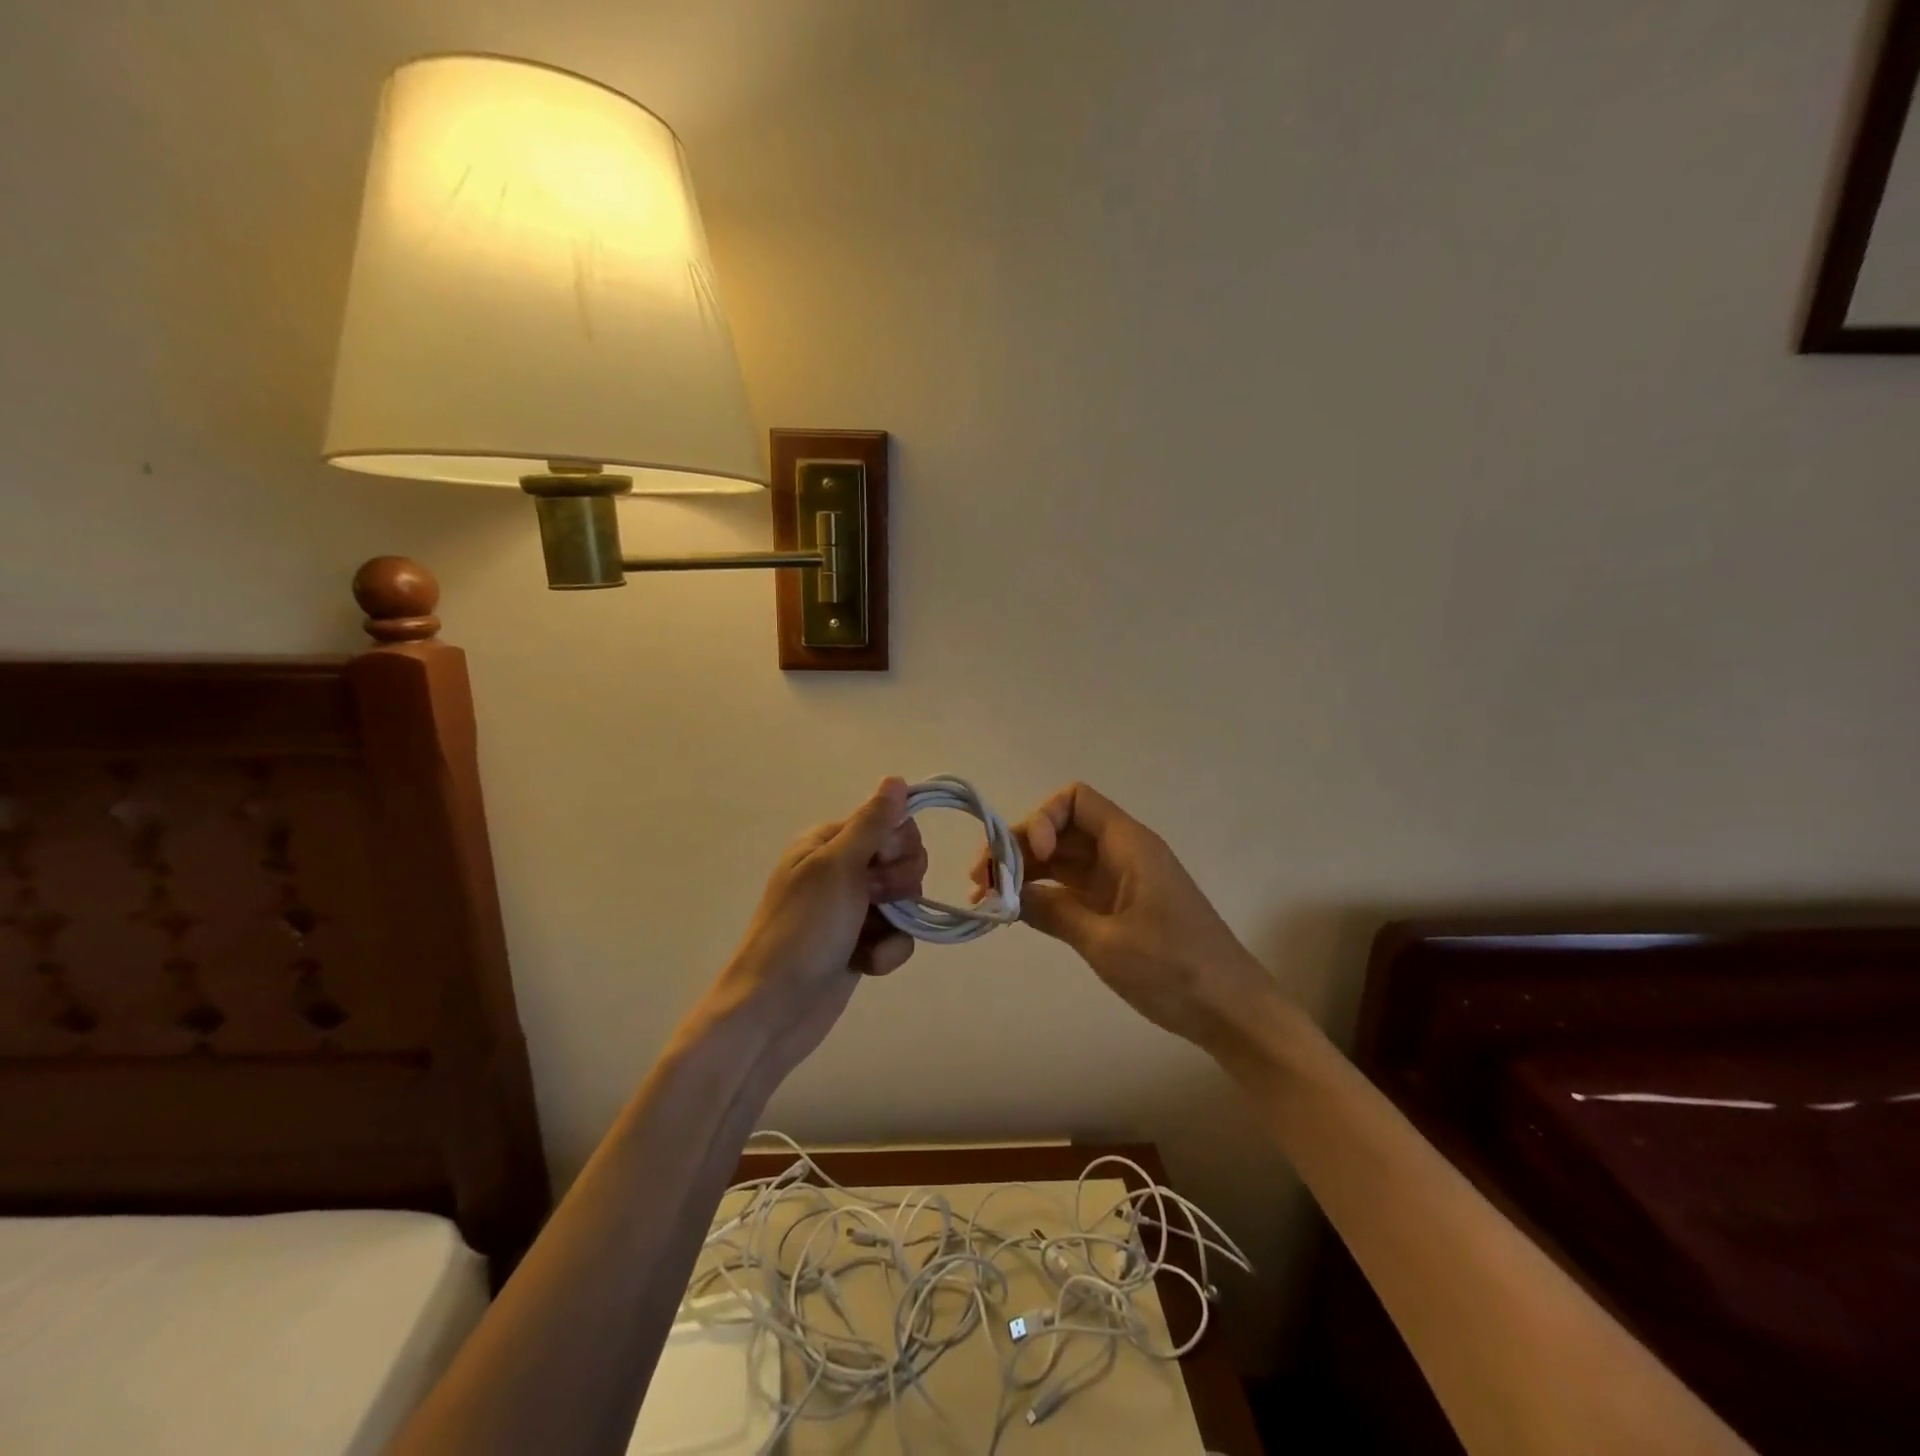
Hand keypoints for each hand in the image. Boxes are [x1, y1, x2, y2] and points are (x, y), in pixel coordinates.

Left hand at [703, 778, 926, 1078]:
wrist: (774, 1012)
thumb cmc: (802, 931)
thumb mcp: (837, 869)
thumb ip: (872, 824)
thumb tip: (897, 778)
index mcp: (829, 842)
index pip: (891, 822)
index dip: (898, 845)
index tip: (880, 866)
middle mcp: (842, 869)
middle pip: (904, 859)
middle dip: (900, 883)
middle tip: (873, 900)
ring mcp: (852, 909)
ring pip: (905, 900)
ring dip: (895, 924)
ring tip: (867, 940)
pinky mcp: (860, 944)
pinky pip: (897, 936)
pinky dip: (888, 951)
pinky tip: (867, 964)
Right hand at [973, 782, 1276, 1052]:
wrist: (1232, 1011)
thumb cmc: (1175, 971)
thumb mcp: (1106, 942)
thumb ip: (1054, 911)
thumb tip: (1009, 893)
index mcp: (1128, 845)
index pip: (1075, 800)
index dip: (1043, 819)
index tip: (1029, 858)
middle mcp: (1122, 853)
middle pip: (1062, 829)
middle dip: (1020, 847)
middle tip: (982, 881)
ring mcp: (1120, 881)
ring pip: (1063, 858)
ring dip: (1026, 872)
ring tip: (988, 898)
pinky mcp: (1119, 907)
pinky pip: (1073, 886)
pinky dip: (1045, 893)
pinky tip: (1017, 911)